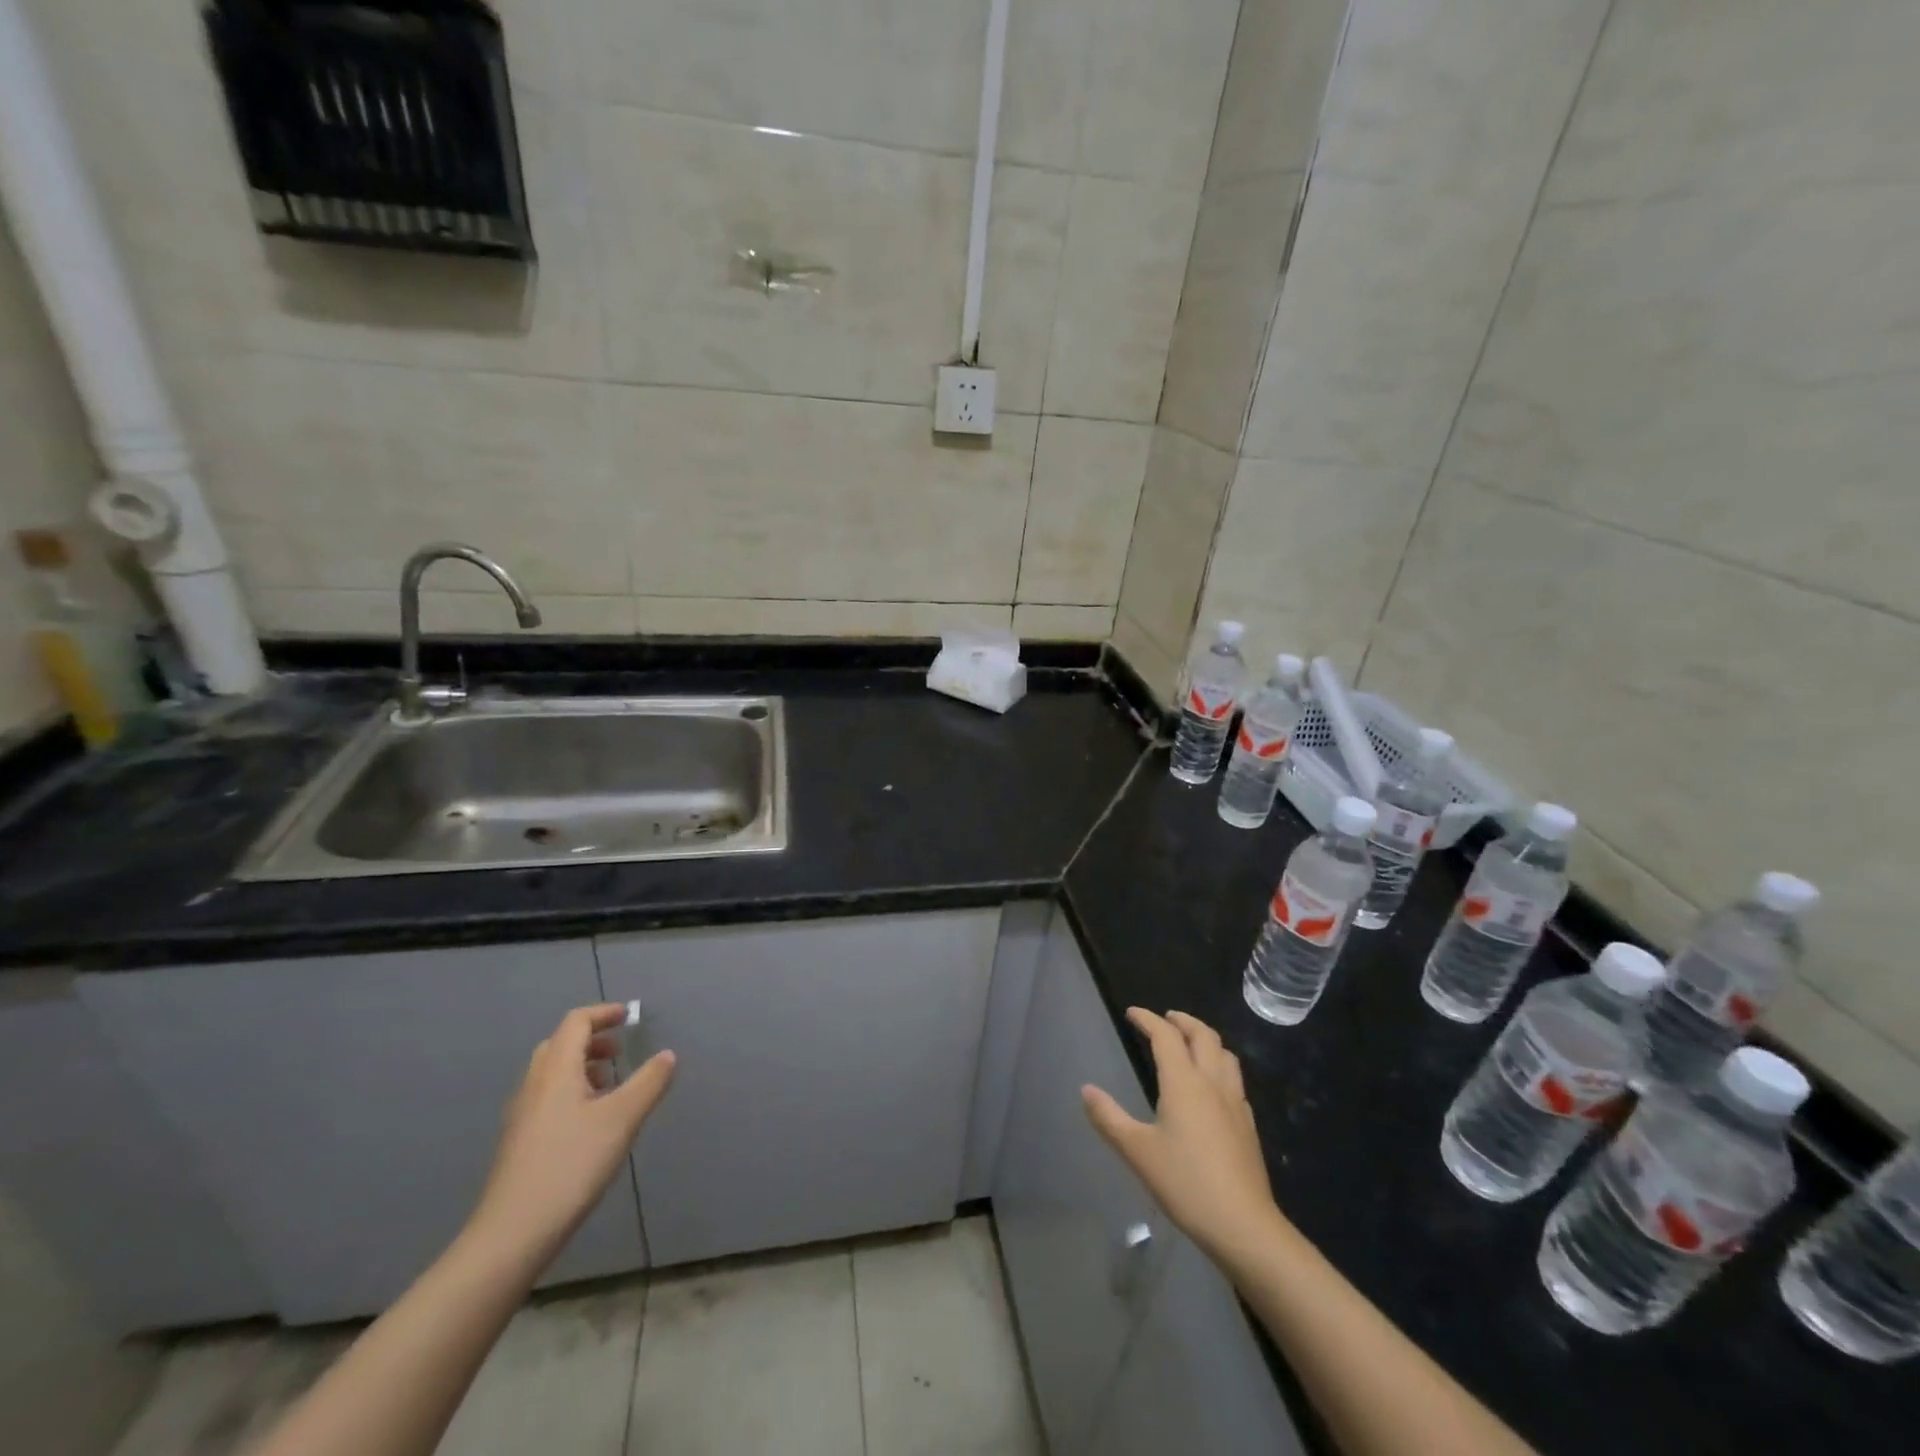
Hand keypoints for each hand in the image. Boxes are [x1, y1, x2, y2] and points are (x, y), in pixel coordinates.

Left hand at [467, 1005, 675, 1268]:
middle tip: (620, 1051)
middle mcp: (534, 1085)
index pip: (576, 1023)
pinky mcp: (520, 1142)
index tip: (629, 1016)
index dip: (603, 1013)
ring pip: (552, 1074)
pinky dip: (572, 1091)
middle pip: (560, 1045)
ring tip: (612, 1085)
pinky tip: (591, 1122)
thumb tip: (668, 1055)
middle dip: (592, 1040)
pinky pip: (548, 1098)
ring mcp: (522, 1115)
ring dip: (583, 1067)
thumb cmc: (571, 1165)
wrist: (512, 1233)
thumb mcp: (622, 1119)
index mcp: (556, 1070)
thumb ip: (649, 1082)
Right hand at [1083, 1008, 1286, 1264]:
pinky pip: (1234, 1079)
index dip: (1148, 1019)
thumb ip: (1109, 1117)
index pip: (1165, 1036)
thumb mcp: (1137, 1151)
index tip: (1132, 1013)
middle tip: (1165, 1018)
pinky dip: (1219, 1066)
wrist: (1243, 1225)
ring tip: (1190, 1042)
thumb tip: (1086, 1089)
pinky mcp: (1248, 1124)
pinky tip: (1212, 1086)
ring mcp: (1235, 1102)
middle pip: (1202, 1035)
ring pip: (1224, 1053)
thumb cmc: (1185, 1183)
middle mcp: (1212, 1083)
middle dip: (1182, 1020)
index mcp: (1184, 1082)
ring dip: (1206, 1038)